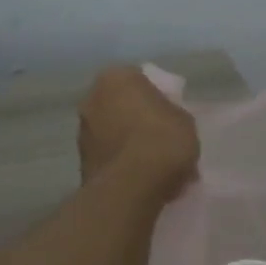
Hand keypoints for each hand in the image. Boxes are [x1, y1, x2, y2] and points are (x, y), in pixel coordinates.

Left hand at [77, 66, 199, 200]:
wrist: (132, 186)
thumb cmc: (163, 140)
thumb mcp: (184, 119)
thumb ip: (170, 113)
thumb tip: (165, 120)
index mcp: (116, 77)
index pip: (138, 79)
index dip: (156, 96)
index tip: (169, 113)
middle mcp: (92, 98)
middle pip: (120, 105)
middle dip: (137, 118)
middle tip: (160, 136)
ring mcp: (82, 131)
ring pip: (111, 131)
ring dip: (127, 142)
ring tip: (152, 163)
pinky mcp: (81, 162)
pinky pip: (109, 156)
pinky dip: (121, 163)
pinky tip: (142, 178)